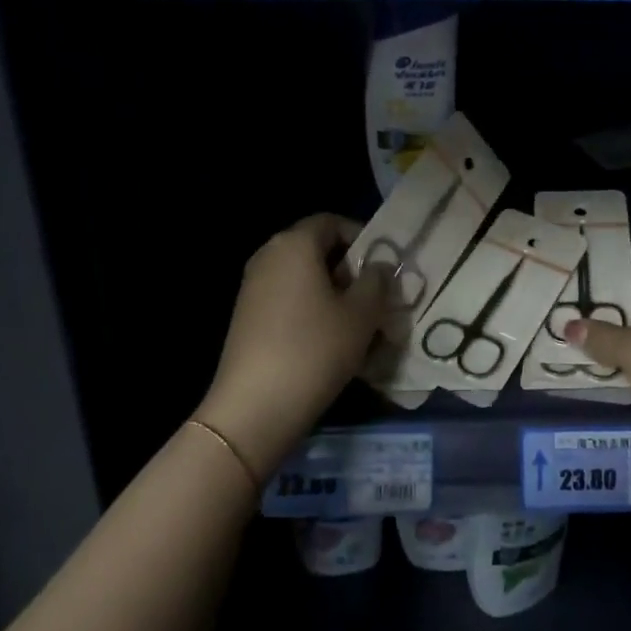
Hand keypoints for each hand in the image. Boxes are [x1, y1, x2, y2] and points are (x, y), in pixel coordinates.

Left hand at [195, 214, 389, 479]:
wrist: (254, 408)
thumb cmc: (315, 349)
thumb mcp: (362, 314)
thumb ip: (377, 281)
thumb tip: (379, 267)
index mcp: (295, 243)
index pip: (332, 222)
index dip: (362, 238)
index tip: (383, 267)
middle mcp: (269, 256)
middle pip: (317, 249)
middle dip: (350, 269)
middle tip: (376, 298)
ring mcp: (253, 287)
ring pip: (304, 278)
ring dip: (333, 294)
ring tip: (358, 325)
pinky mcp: (247, 317)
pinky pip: (288, 300)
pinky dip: (311, 312)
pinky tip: (330, 343)